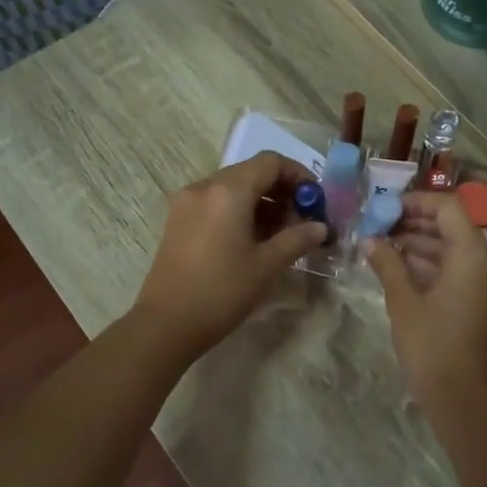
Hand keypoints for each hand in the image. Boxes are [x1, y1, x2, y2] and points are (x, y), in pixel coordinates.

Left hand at [131, 152, 327, 358]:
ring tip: (283, 234)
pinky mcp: (178, 221)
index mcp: (228, 191)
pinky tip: (254, 240)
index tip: (316, 200)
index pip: (270, 162)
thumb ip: (297, 239)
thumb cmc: (221, 291)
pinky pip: (216, 203)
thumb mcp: (266, 265)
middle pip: (251, 172)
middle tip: (303, 219)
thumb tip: (320, 227)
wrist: (166, 324)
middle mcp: (204, 187)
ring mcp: (187, 203)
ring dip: (262, 203)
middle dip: (282, 191)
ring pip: (233, 188)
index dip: (299, 175)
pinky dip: (239, 212)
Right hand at [366, 191, 486, 408]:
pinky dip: (432, 264)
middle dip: (415, 222)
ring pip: (454, 249)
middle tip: (380, 226)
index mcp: (472, 254)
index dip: (416, 202)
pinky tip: (400, 267)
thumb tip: (369, 240)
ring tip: (383, 245)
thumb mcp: (403, 301)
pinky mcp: (483, 300)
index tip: (386, 207)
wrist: (463, 398)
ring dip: (421, 243)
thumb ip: (387, 264)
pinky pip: (458, 269)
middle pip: (452, 226)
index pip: (448, 207)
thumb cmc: (431, 345)